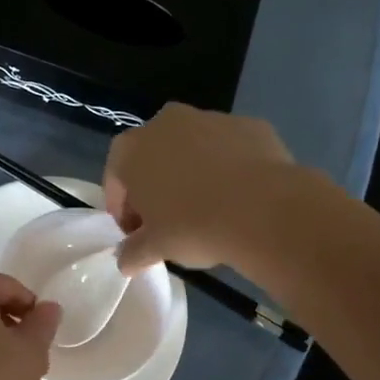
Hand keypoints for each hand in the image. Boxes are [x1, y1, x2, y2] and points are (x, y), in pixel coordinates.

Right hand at [103, 103, 298, 272]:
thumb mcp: (156, 247)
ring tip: (207, 208)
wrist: (264, 209)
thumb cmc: (194, 226)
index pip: (115, 179)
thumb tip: (125, 260)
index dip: (122, 209)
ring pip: (192, 149)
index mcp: (133, 148)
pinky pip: (229, 148)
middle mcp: (166, 123)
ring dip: (192, 173)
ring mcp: (210, 118)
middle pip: (153, 157)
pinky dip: (228, 167)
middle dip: (156, 186)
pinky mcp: (249, 125)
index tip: (134, 234)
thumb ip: (134, 251)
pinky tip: (239, 196)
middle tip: (167, 221)